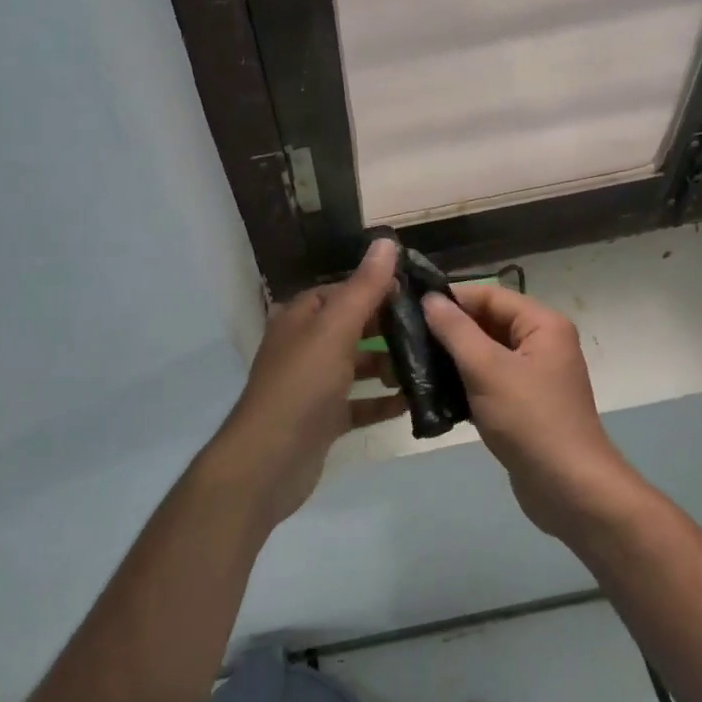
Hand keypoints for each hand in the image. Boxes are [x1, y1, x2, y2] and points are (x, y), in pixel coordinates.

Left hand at [212, 238, 404, 527]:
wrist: (269, 460)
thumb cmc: (302, 385)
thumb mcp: (335, 329)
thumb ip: (364, 288)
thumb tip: (386, 241)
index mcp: (301, 318)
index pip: (342, 291)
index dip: (377, 289)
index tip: (418, 295)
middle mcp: (304, 346)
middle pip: (352, 328)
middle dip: (388, 329)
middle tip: (433, 331)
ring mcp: (312, 385)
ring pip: (356, 366)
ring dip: (388, 366)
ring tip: (428, 366)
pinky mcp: (322, 419)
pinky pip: (358, 404)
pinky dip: (381, 402)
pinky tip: (412, 403)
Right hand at [423, 284, 641, 539]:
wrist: (569, 488)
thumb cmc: (530, 419)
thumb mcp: (487, 369)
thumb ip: (455, 330)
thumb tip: (429, 298)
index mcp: (542, 325)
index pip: (489, 295)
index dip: (450, 298)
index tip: (409, 307)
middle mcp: (541, 344)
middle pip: (487, 323)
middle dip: (447, 329)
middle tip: (403, 337)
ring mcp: (532, 376)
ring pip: (484, 354)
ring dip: (451, 358)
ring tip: (409, 363)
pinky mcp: (522, 405)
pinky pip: (487, 382)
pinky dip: (462, 383)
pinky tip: (430, 392)